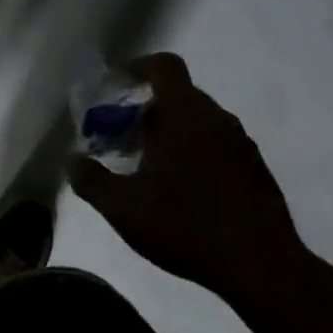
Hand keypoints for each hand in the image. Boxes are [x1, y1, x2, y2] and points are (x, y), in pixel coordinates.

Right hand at [69, 53, 311, 300]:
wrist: (261, 265)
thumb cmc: (185, 225)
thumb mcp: (123, 207)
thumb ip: (91, 180)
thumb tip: (71, 159)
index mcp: (186, 114)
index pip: (164, 67)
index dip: (138, 66)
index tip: (117, 83)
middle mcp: (217, 119)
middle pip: (178, 97)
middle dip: (145, 112)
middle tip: (120, 139)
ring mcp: (242, 144)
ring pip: (198, 123)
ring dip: (170, 135)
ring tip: (145, 169)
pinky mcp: (256, 170)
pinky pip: (217, 146)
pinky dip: (193, 154)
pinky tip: (179, 192)